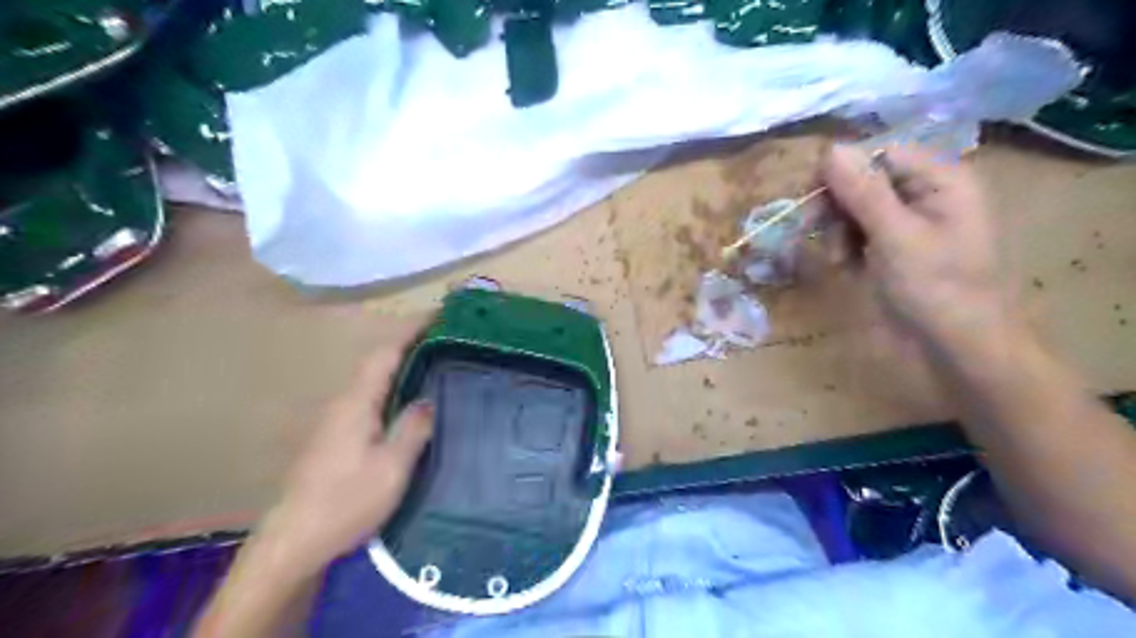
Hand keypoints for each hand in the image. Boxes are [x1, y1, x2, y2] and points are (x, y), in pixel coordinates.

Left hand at [262, 330, 435, 571]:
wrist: (294, 543)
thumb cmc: (345, 502)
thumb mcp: (391, 467)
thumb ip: (412, 428)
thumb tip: (428, 398)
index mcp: (356, 403)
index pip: (385, 353)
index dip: (411, 332)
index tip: (439, 317)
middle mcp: (343, 404)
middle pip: (378, 363)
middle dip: (410, 347)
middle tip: (447, 344)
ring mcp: (337, 422)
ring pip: (374, 383)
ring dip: (402, 369)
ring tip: (436, 369)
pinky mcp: (336, 440)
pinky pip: (371, 401)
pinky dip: (394, 391)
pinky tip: (410, 407)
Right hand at [823, 144, 1015, 353]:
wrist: (960, 349)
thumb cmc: (935, 289)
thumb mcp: (895, 237)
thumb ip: (863, 192)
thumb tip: (830, 149)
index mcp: (940, 180)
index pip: (879, 155)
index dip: (843, 174)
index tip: (813, 202)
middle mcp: (926, 194)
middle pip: (865, 181)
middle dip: (838, 207)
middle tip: (815, 232)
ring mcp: (911, 224)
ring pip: (858, 209)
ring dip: (838, 230)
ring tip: (838, 259)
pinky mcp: (897, 249)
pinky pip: (862, 233)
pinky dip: (847, 246)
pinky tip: (845, 266)